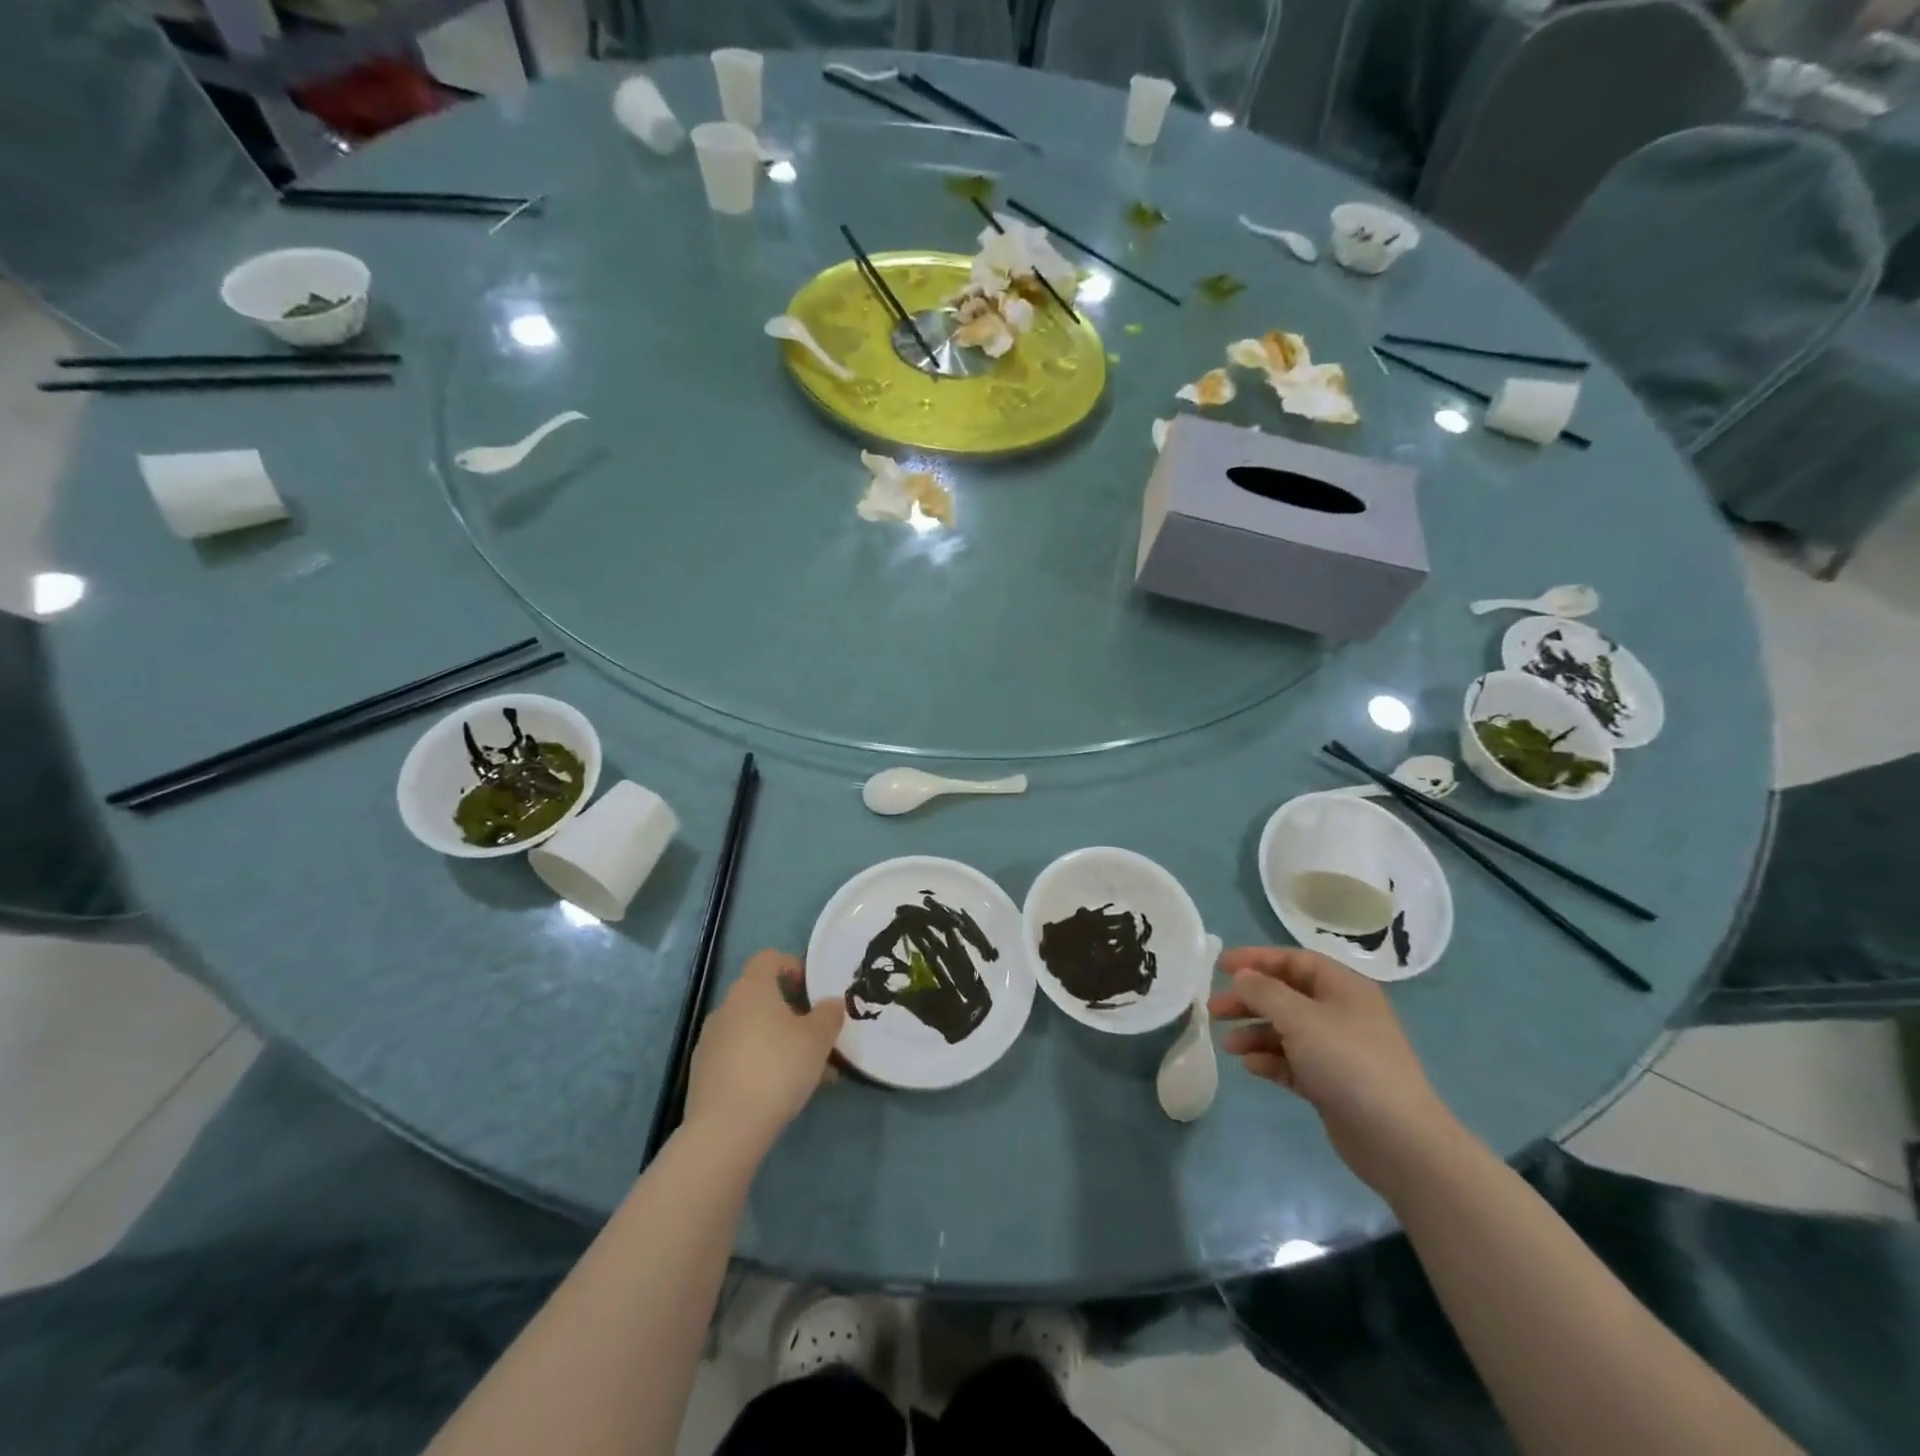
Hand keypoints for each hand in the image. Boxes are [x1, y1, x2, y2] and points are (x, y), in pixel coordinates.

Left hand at [683, 950, 843, 1154]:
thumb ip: (829, 1015)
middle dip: (793, 1014)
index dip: (792, 966)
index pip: (768, 958)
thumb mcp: (817, 1039)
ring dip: (781, 1042)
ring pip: (754, 1031)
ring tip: (810, 1074)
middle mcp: (726, 1007)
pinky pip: (740, 1056)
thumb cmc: (777, 1068)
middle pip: (762, 998)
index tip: (811, 989)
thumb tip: (831, 1003)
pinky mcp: (703, 1073)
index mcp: (752, 989)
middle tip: (818, 1038)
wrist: (725, 1129)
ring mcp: (710, 1041)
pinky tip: (782, 1092)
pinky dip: (761, 1064)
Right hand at [1209, 947, 1456, 1196]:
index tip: (1220, 967)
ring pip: (1286, 1031)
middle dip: (1249, 1000)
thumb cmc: (1348, 1063)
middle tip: (1215, 1010)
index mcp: (1343, 988)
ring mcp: (1338, 1051)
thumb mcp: (1300, 1018)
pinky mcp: (1332, 1084)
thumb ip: (1264, 991)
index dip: (1257, 959)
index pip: (1294, 960)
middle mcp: (1341, 1014)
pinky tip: (1251, 1067)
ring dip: (1255, 1033)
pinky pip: (1293, 1062)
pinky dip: (1270, 1060)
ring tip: (1227, 1045)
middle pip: (1286, 996)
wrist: (1398, 1140)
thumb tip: (1242, 977)